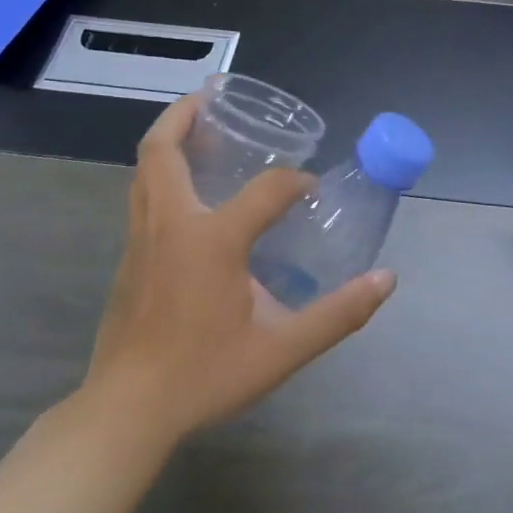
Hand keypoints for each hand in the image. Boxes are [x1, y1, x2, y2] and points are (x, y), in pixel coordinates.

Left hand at [80, 93, 396, 442]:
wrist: (126, 414)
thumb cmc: (204, 375)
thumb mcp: (282, 350)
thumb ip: (339, 313)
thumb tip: (386, 280)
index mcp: (212, 239)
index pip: (267, 189)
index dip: (295, 183)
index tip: (312, 192)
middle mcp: (171, 225)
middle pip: (163, 149)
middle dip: (186, 115)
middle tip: (214, 98)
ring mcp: (141, 240)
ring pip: (146, 170)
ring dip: (171, 141)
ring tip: (202, 134)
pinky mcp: (128, 259)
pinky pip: (143, 196)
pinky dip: (163, 174)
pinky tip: (189, 195)